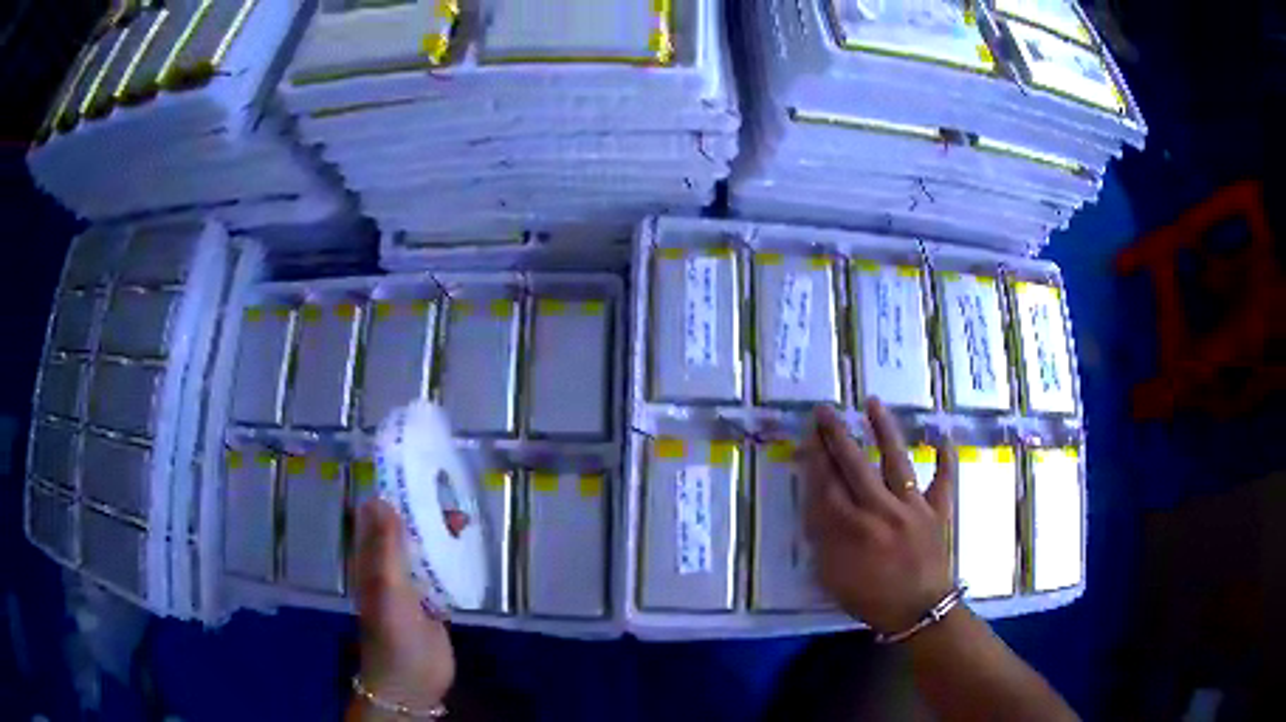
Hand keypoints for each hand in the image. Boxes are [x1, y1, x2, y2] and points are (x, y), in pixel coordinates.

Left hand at [353, 499, 454, 712]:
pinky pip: (442, 570)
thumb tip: (381, 498)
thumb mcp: (388, 588)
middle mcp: (388, 567)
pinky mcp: (433, 601)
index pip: (376, 515)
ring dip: (440, 532)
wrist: (413, 682)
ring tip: (464, 520)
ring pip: (425, 547)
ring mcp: (411, 585)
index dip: (390, 490)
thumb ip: (385, 547)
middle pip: (404, 528)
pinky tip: (470, 548)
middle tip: (448, 492)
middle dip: (422, 509)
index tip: (414, 468)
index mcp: (371, 560)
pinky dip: (453, 556)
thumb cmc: (395, 636)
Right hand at [800, 399, 956, 633]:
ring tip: (873, 403)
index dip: (815, 458)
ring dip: (884, 430)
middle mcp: (880, 509)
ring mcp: (912, 507)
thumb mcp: (832, 577)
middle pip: (854, 465)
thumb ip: (823, 539)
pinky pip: (943, 481)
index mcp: (851, 529)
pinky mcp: (937, 511)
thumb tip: (816, 505)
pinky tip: (942, 436)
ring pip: (896, 461)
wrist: (919, 612)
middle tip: (825, 410)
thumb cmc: (871, 598)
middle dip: (837, 436)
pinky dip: (945, 460)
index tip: (807, 436)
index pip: (826, 485)